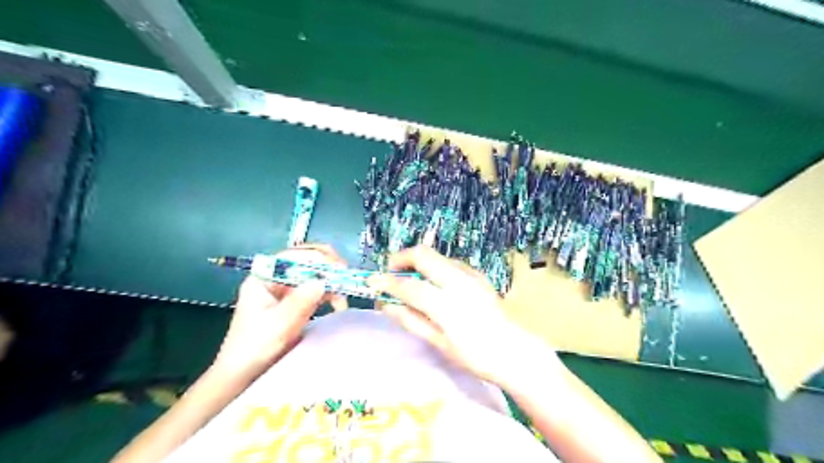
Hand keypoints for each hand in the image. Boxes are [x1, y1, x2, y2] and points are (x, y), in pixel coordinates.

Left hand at [210, 243, 348, 380]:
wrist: (243, 375)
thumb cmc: (254, 349)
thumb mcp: (278, 325)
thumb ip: (299, 302)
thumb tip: (323, 281)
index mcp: (264, 278)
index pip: (293, 257)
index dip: (317, 259)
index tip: (338, 268)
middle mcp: (275, 278)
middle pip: (305, 261)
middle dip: (327, 265)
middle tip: (346, 275)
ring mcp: (286, 290)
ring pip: (314, 274)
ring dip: (332, 279)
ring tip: (346, 290)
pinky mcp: (296, 302)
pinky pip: (317, 289)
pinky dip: (330, 293)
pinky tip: (339, 302)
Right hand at [365, 245, 545, 384]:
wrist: (513, 350)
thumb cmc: (475, 355)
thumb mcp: (439, 343)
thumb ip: (410, 320)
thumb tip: (385, 305)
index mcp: (447, 304)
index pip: (409, 287)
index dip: (386, 283)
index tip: (371, 282)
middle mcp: (459, 281)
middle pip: (423, 254)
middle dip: (401, 258)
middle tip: (390, 271)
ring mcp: (471, 275)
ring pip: (436, 255)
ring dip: (418, 262)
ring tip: (409, 279)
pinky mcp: (478, 274)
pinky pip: (449, 262)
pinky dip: (434, 267)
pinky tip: (434, 284)